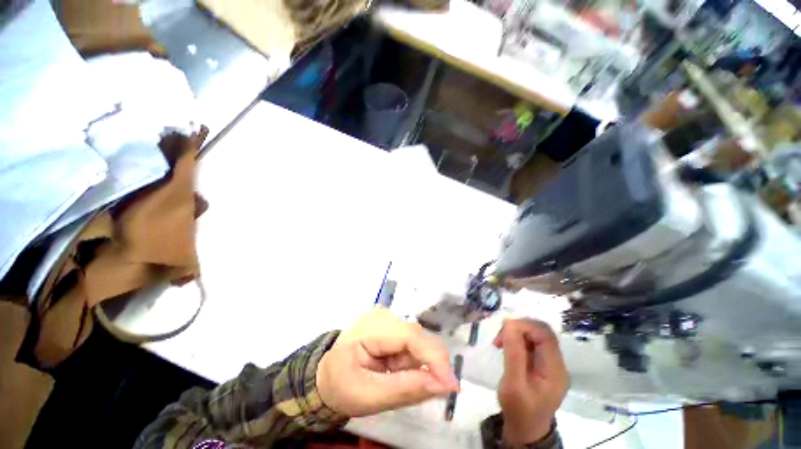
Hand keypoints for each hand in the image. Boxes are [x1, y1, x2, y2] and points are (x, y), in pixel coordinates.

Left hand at [316, 308, 458, 416]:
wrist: (326, 376)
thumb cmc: (341, 386)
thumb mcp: (369, 396)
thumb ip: (406, 389)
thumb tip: (444, 385)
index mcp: (371, 328)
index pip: (411, 335)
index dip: (434, 358)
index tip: (450, 386)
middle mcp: (383, 315)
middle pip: (418, 337)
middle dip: (422, 365)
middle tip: (414, 389)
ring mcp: (388, 317)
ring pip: (418, 341)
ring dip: (414, 364)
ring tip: (392, 376)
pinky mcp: (392, 324)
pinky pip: (412, 343)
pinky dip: (409, 360)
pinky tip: (393, 367)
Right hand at [494, 318, 568, 446]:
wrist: (526, 430)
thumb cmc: (518, 410)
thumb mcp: (513, 385)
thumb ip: (513, 355)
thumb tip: (509, 325)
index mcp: (555, 370)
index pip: (546, 335)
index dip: (525, 326)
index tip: (503, 329)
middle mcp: (557, 364)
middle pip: (542, 332)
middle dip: (519, 328)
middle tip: (499, 336)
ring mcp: (550, 364)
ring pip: (536, 335)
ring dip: (516, 333)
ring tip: (499, 342)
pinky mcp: (542, 364)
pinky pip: (531, 343)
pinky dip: (516, 339)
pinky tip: (506, 346)